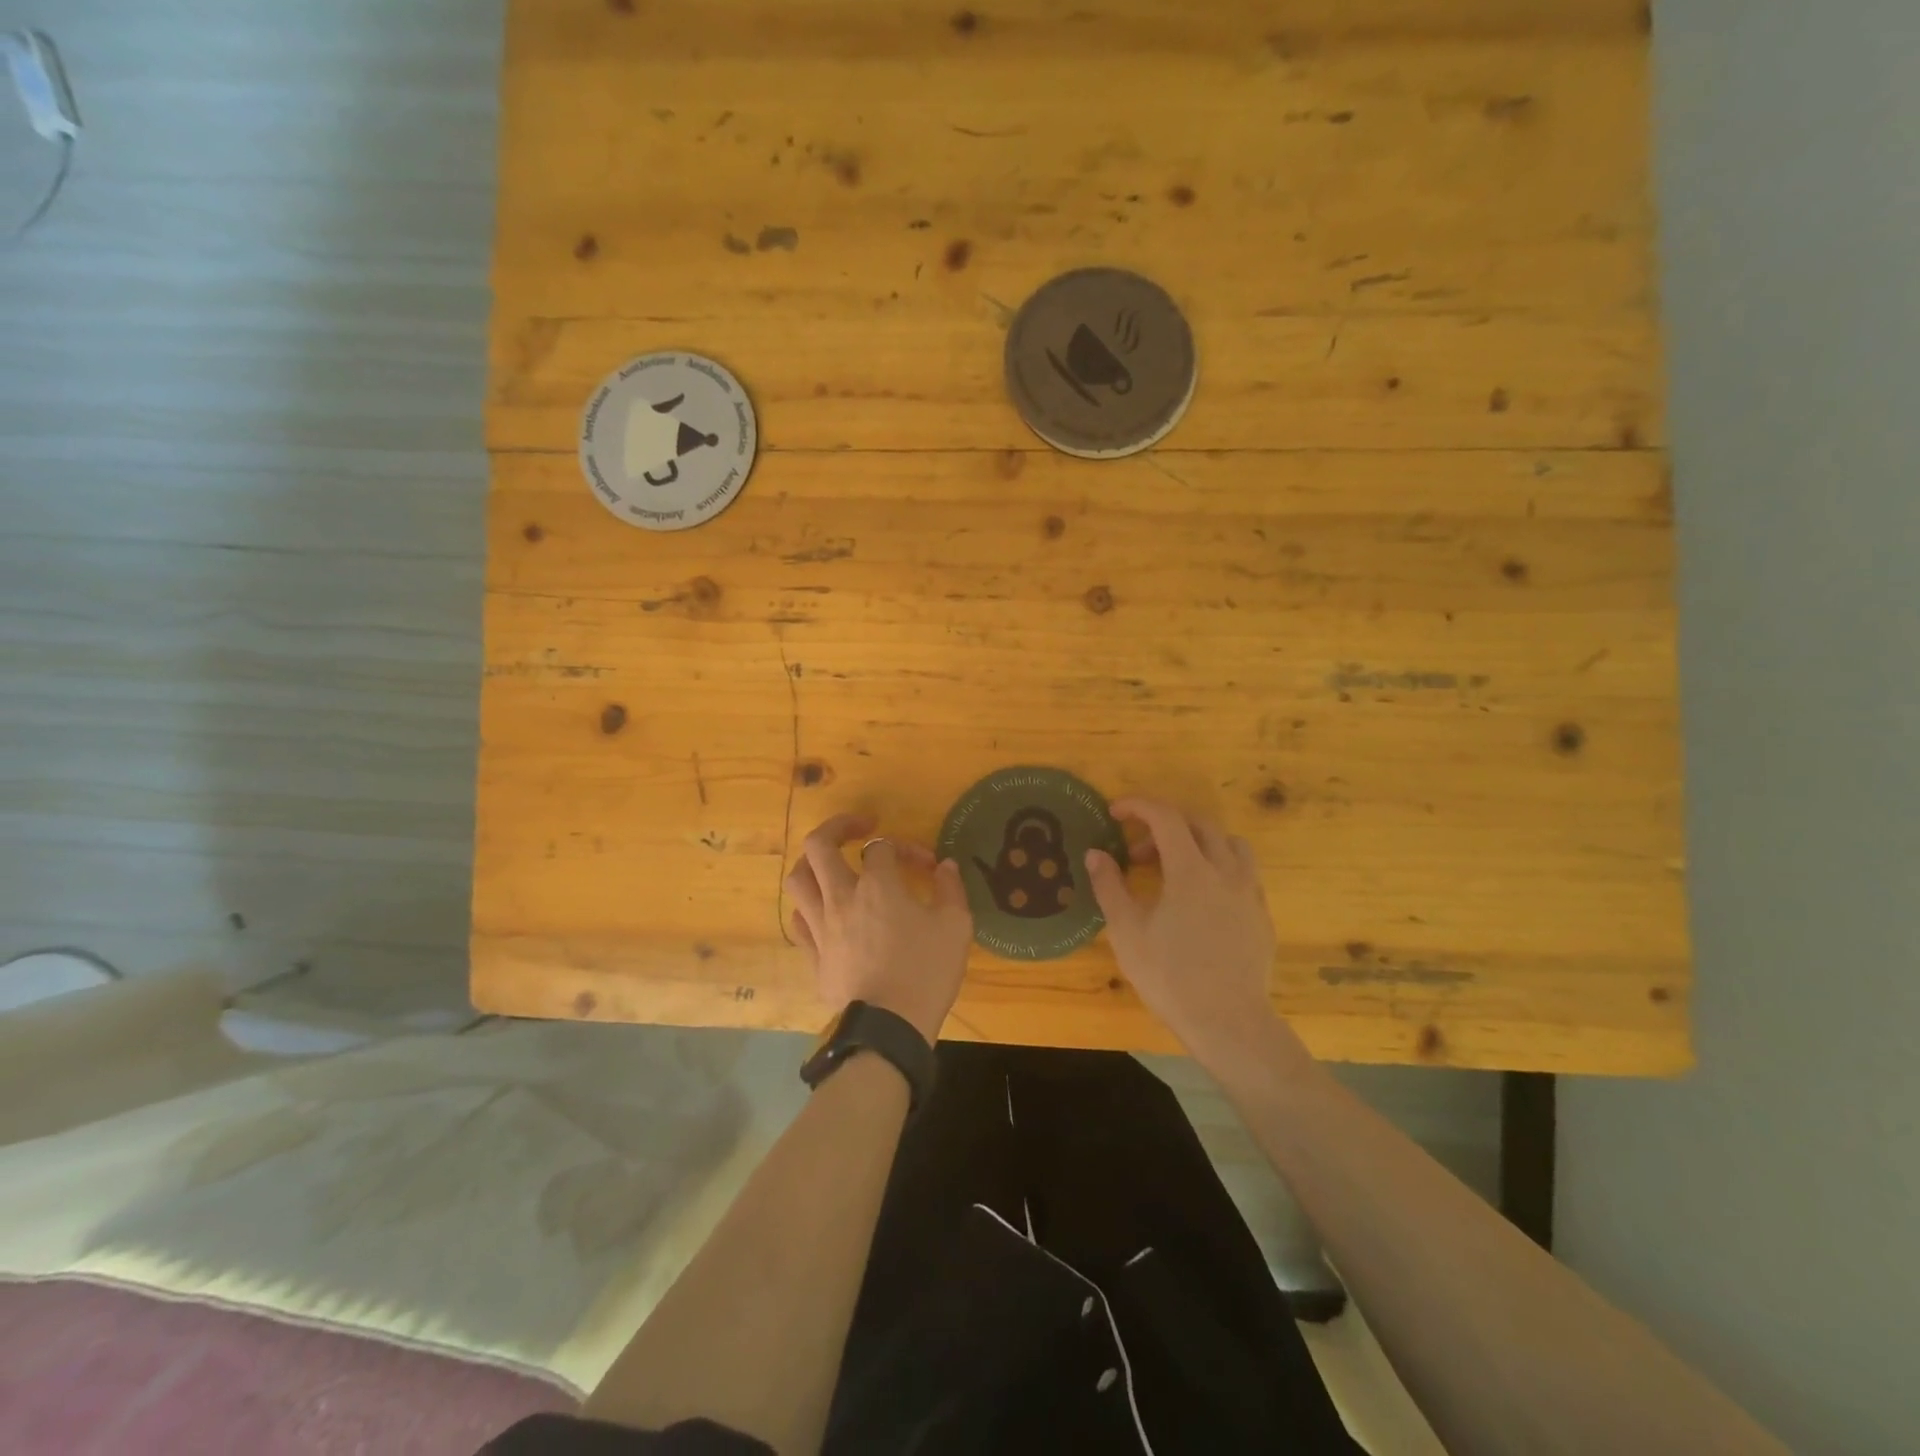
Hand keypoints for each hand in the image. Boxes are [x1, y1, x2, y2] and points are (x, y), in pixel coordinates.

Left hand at [785, 813, 973, 1043]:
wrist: (889, 1029)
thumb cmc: (925, 972)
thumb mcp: (955, 927)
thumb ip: (951, 890)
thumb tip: (946, 867)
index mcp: (877, 886)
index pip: (882, 847)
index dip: (905, 848)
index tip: (927, 866)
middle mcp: (841, 898)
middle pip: (819, 846)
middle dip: (838, 827)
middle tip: (860, 828)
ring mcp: (821, 927)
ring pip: (798, 879)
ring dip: (813, 863)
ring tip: (832, 864)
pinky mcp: (814, 955)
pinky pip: (800, 919)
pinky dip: (810, 906)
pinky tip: (826, 910)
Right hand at [1085, 798, 1284, 1067]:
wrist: (1229, 1023)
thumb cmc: (1170, 976)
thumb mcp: (1127, 932)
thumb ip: (1110, 886)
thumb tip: (1096, 854)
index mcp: (1191, 870)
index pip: (1166, 817)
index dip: (1138, 806)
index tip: (1115, 812)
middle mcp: (1226, 871)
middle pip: (1199, 824)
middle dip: (1164, 825)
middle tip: (1138, 852)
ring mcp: (1249, 893)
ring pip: (1230, 844)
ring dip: (1199, 842)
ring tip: (1175, 867)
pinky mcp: (1261, 915)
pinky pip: (1243, 872)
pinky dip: (1218, 868)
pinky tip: (1201, 900)